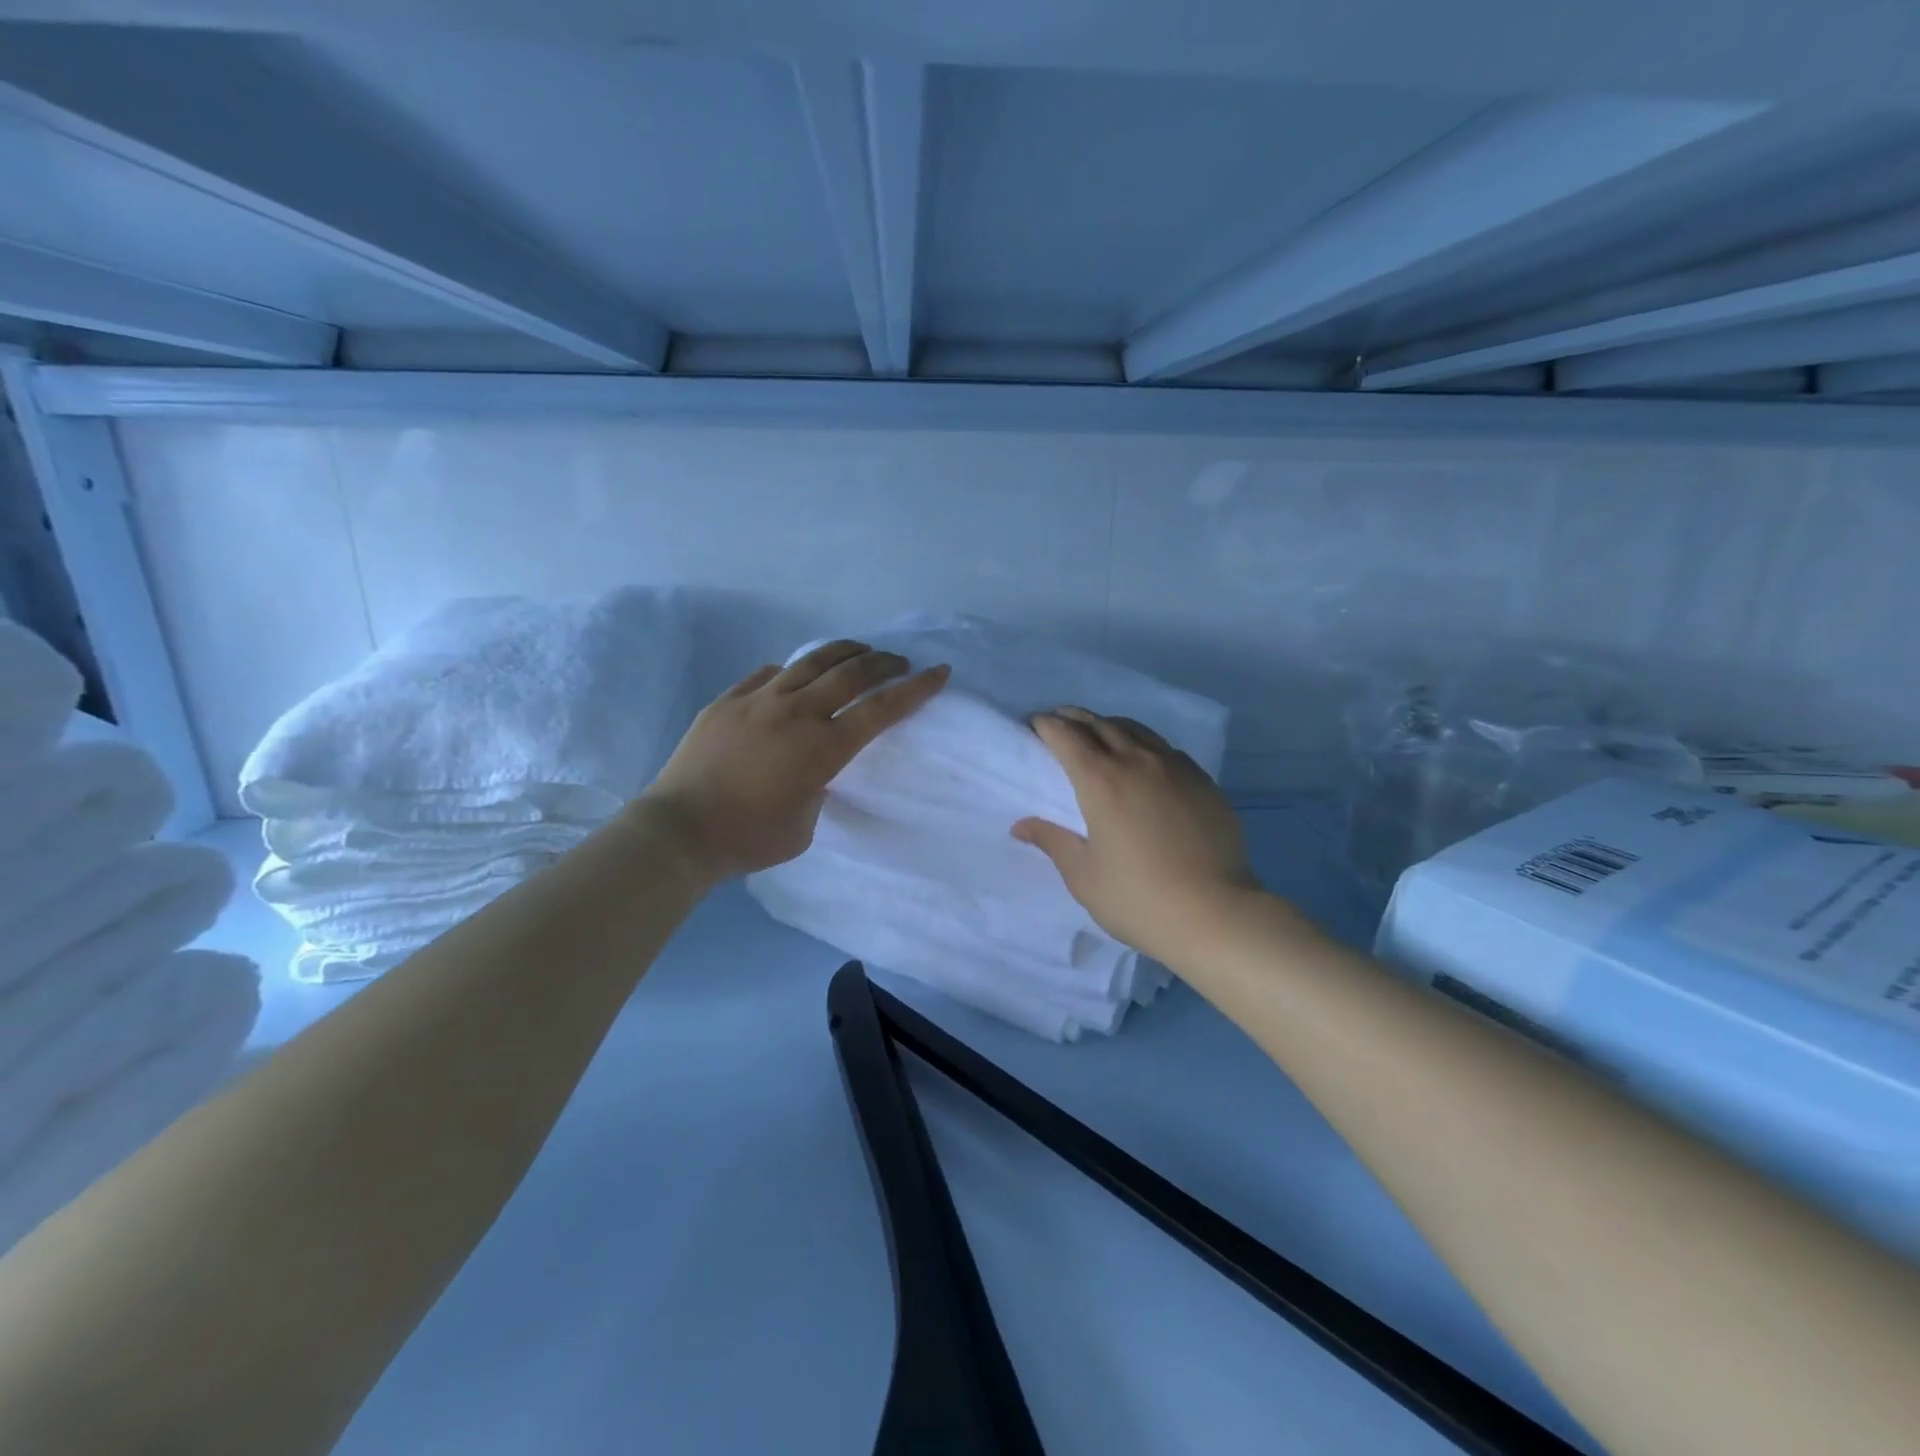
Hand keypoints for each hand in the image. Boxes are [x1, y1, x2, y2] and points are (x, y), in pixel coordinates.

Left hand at [638, 642, 948, 883]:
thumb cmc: (750, 839)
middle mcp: (795, 713)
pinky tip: (796, 674)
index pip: (880, 709)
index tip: (939, 672)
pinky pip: (768, 673)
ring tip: (860, 652)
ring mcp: (758, 700)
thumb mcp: (805, 825)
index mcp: (822, 748)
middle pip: (850, 673)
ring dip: (844, 653)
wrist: (679, 831)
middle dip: (884, 663)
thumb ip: (819, 788)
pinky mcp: (728, 700)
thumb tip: (813, 767)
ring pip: (810, 662)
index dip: (915, 689)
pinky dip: (793, 670)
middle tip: (900, 663)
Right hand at [1014, 708, 1257, 966]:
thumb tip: (1022, 826)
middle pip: (1100, 724)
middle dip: (1075, 718)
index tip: (1034, 723)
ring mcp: (1175, 768)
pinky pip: (1166, 749)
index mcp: (1101, 781)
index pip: (1066, 736)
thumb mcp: (1084, 876)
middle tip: (1060, 721)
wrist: (1216, 915)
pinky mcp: (1203, 781)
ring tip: (1098, 733)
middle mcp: (1137, 761)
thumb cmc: (1139, 899)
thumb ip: (1053, 841)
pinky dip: (1144, 744)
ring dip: (1110, 725)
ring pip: (1136, 730)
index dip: (1046, 725)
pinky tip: (1144, 762)